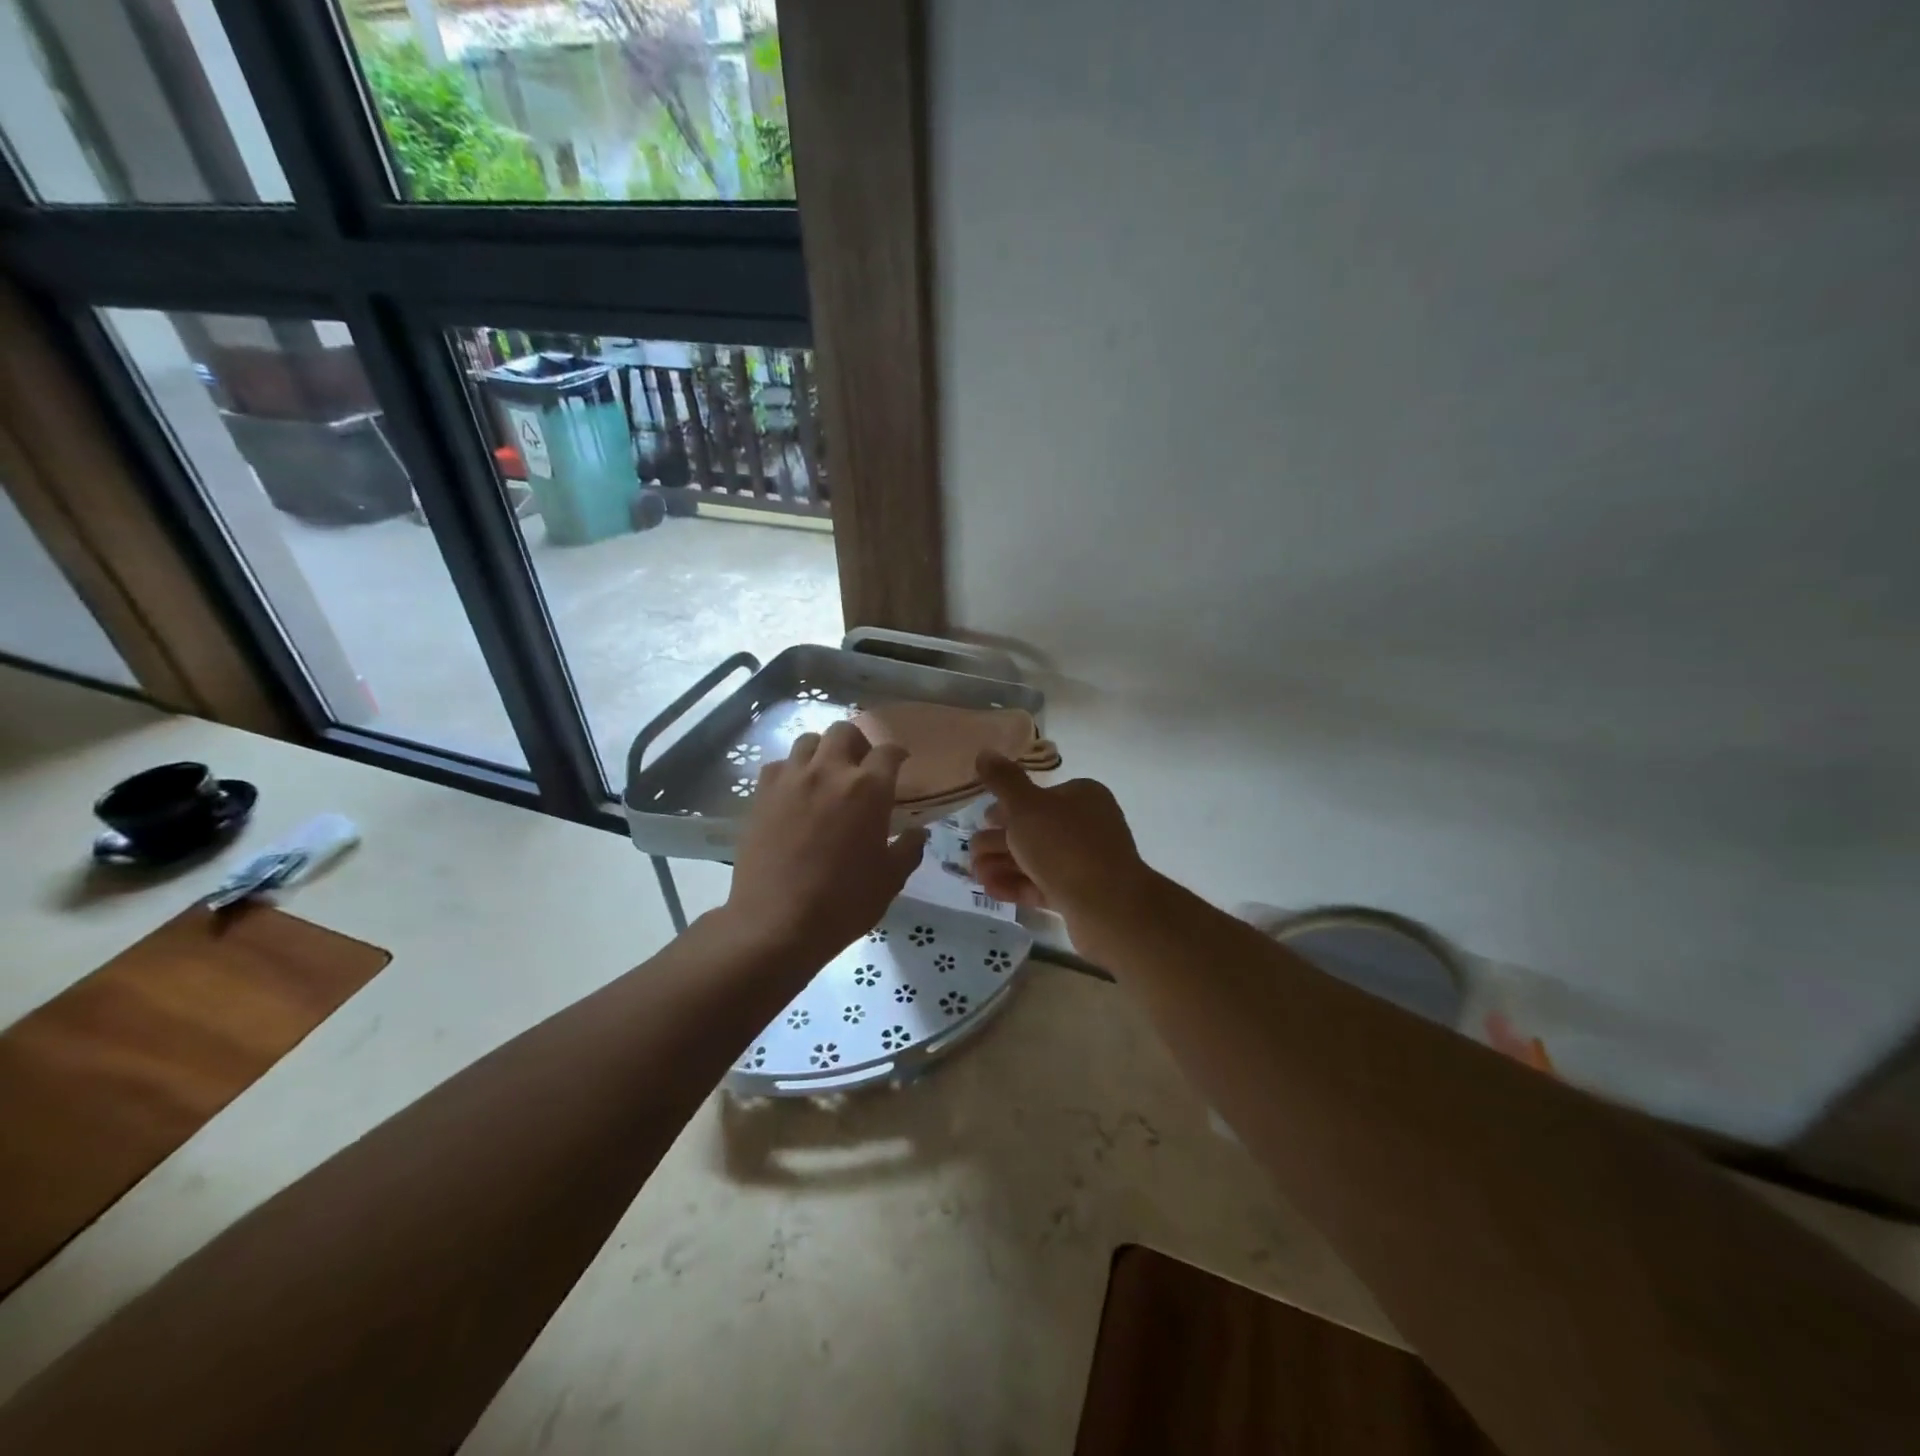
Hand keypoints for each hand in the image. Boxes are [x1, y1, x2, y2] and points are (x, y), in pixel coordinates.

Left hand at [726, 720, 927, 961]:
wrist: (777, 923)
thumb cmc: (843, 903)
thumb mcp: (890, 880)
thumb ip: (908, 849)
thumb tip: (917, 832)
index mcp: (868, 789)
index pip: (888, 752)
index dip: (897, 754)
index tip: (900, 762)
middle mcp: (829, 772)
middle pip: (844, 731)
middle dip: (858, 742)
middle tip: (862, 766)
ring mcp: (791, 780)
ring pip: (808, 741)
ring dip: (823, 751)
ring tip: (826, 775)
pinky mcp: (761, 795)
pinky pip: (779, 765)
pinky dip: (792, 771)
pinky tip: (795, 793)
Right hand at [969, 753, 1149, 927]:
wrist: (1108, 906)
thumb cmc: (1065, 845)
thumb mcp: (1026, 806)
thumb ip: (1003, 781)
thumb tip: (985, 753)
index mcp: (1082, 796)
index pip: (1040, 796)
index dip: (1008, 806)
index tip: (983, 819)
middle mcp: (1087, 826)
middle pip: (1035, 829)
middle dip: (999, 840)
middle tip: (971, 851)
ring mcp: (1086, 862)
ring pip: (1036, 859)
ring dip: (1002, 863)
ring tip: (974, 874)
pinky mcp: (1081, 894)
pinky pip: (1042, 885)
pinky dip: (1016, 885)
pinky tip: (990, 889)